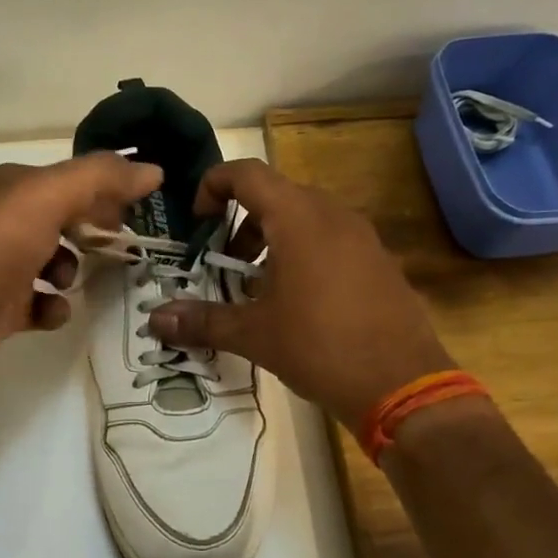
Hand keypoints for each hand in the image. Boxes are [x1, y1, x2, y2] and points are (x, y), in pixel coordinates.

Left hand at [0, 153, 162, 389]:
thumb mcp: (45, 198)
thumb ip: (100, 179)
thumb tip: (154, 169)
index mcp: (15, 188)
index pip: (74, 181)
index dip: (108, 192)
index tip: (141, 211)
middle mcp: (7, 222)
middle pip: (65, 221)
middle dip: (94, 233)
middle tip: (122, 249)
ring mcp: (0, 267)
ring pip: (54, 263)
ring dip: (72, 272)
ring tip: (69, 280)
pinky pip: (39, 305)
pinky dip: (52, 308)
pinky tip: (50, 311)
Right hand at [147, 159, 453, 430]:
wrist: (402, 383)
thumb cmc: (319, 346)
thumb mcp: (253, 334)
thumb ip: (202, 321)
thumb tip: (156, 320)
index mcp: (298, 218)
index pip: (247, 174)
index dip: (214, 185)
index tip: (198, 220)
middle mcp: (333, 215)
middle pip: (276, 195)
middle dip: (242, 223)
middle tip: (225, 263)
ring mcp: (363, 237)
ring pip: (307, 218)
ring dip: (274, 240)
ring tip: (258, 287)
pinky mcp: (381, 261)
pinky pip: (333, 240)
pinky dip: (306, 254)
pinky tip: (299, 302)